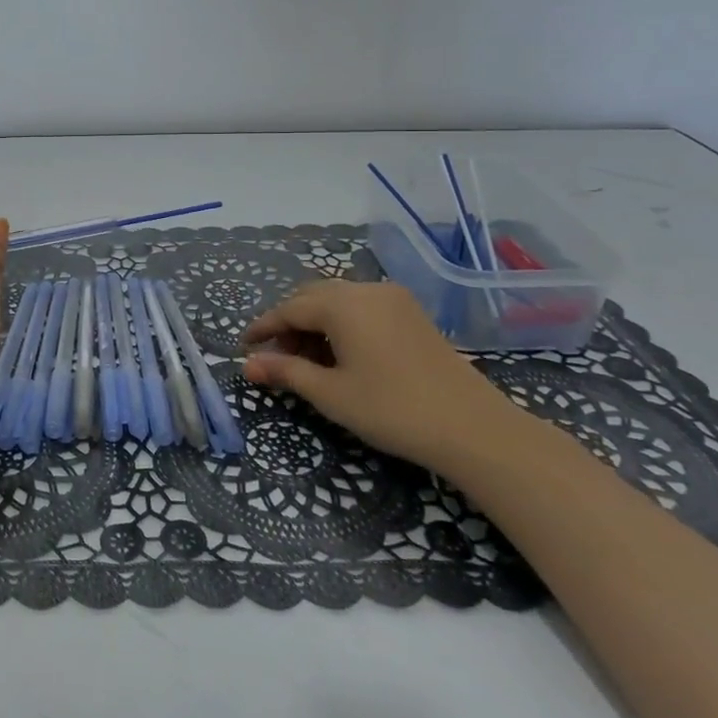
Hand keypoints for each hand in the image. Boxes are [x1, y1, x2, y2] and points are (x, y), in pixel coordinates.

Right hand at [241, 281, 519, 470]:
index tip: (244, 347)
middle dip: (289, 323)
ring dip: (315, 323)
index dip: (263, 328)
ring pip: (338, 300)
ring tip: (305, 360)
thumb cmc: (392, 409)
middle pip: (312, 297)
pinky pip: (362, 307)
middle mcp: (365, 289)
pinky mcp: (412, 313)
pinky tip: (340, 354)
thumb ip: (286, 372)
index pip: (289, 308)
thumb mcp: (330, 394)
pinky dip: (341, 323)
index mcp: (342, 303)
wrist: (474, 428)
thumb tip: (248, 365)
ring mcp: (393, 299)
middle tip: (275, 357)